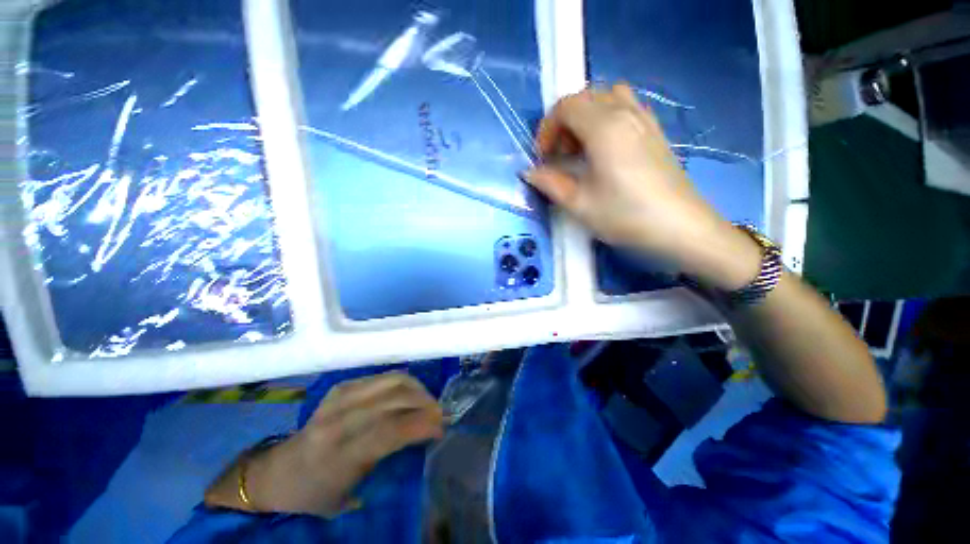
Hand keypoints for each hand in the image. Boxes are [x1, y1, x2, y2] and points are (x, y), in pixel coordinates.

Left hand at [244, 372, 443, 516]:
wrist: (277, 472)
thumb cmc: (315, 493)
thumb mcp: (350, 495)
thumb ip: (387, 464)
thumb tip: (424, 436)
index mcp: (338, 455)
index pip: (390, 430)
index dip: (422, 424)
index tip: (441, 428)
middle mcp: (339, 420)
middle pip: (395, 398)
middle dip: (425, 402)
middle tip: (440, 413)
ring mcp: (339, 397)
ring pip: (392, 380)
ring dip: (417, 389)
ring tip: (427, 401)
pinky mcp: (341, 386)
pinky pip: (382, 376)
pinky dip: (403, 382)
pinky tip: (409, 394)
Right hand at [524, 83, 760, 290]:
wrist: (679, 227)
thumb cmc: (625, 215)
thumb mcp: (579, 204)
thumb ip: (550, 183)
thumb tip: (529, 173)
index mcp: (604, 127)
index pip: (566, 106)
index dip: (547, 128)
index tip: (543, 157)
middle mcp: (625, 113)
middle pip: (585, 97)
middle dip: (564, 123)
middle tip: (560, 155)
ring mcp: (644, 119)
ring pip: (607, 97)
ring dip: (586, 117)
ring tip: (582, 149)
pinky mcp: (655, 131)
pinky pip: (626, 108)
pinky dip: (606, 119)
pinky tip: (605, 150)